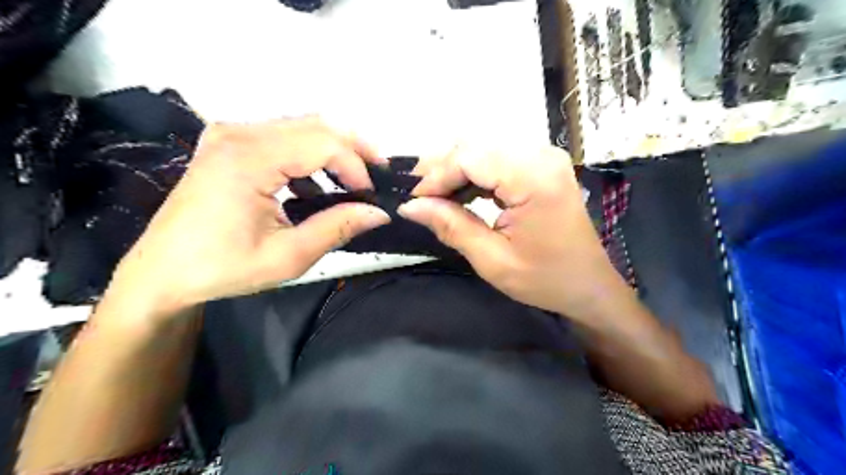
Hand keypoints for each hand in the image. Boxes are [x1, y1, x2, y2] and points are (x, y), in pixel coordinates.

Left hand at [106, 117, 392, 320]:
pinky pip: (282, 137)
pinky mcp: (229, 144)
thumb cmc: (222, 268)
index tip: (371, 196)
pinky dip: (309, 156)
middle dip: (354, 148)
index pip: (323, 144)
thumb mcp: (288, 256)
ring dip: (333, 151)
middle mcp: (239, 134)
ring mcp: (230, 134)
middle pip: (316, 124)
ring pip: (302, 126)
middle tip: (377, 175)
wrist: (161, 273)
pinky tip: (315, 187)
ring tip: (354, 181)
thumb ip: (337, 228)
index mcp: (249, 159)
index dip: (356, 167)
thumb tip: (379, 212)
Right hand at [397, 146, 626, 319]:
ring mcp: (545, 156)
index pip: (470, 157)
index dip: (435, 176)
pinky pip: (498, 156)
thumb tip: (410, 207)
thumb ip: (451, 226)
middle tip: (418, 197)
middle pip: (475, 145)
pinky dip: (474, 171)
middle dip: (441, 168)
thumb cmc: (545, 279)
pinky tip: (460, 191)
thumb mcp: (493, 260)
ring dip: (455, 168)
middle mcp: (542, 155)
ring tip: (434, 195)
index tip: (412, 201)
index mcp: (534, 178)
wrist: (589, 285)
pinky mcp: (542, 164)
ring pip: (484, 146)